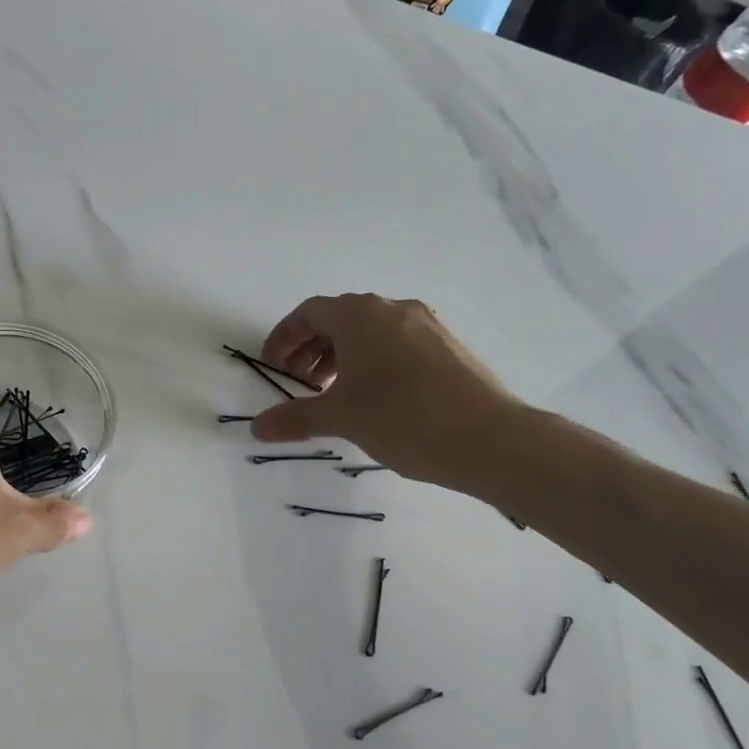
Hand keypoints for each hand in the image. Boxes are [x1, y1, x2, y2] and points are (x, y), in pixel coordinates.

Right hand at [251, 294, 529, 497]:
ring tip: (334, 394)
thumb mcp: (340, 418)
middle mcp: (392, 309)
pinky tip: (375, 398)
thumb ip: (295, 418)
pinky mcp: (448, 346)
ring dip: (341, 356)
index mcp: (360, 315)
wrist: (491, 439)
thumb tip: (257, 427)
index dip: (284, 338)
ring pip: (370, 332)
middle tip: (299, 384)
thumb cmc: (402, 418)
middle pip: (338, 319)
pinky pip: (396, 343)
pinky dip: (372, 362)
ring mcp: (426, 325)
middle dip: (311, 349)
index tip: (272, 367)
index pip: (309, 313)